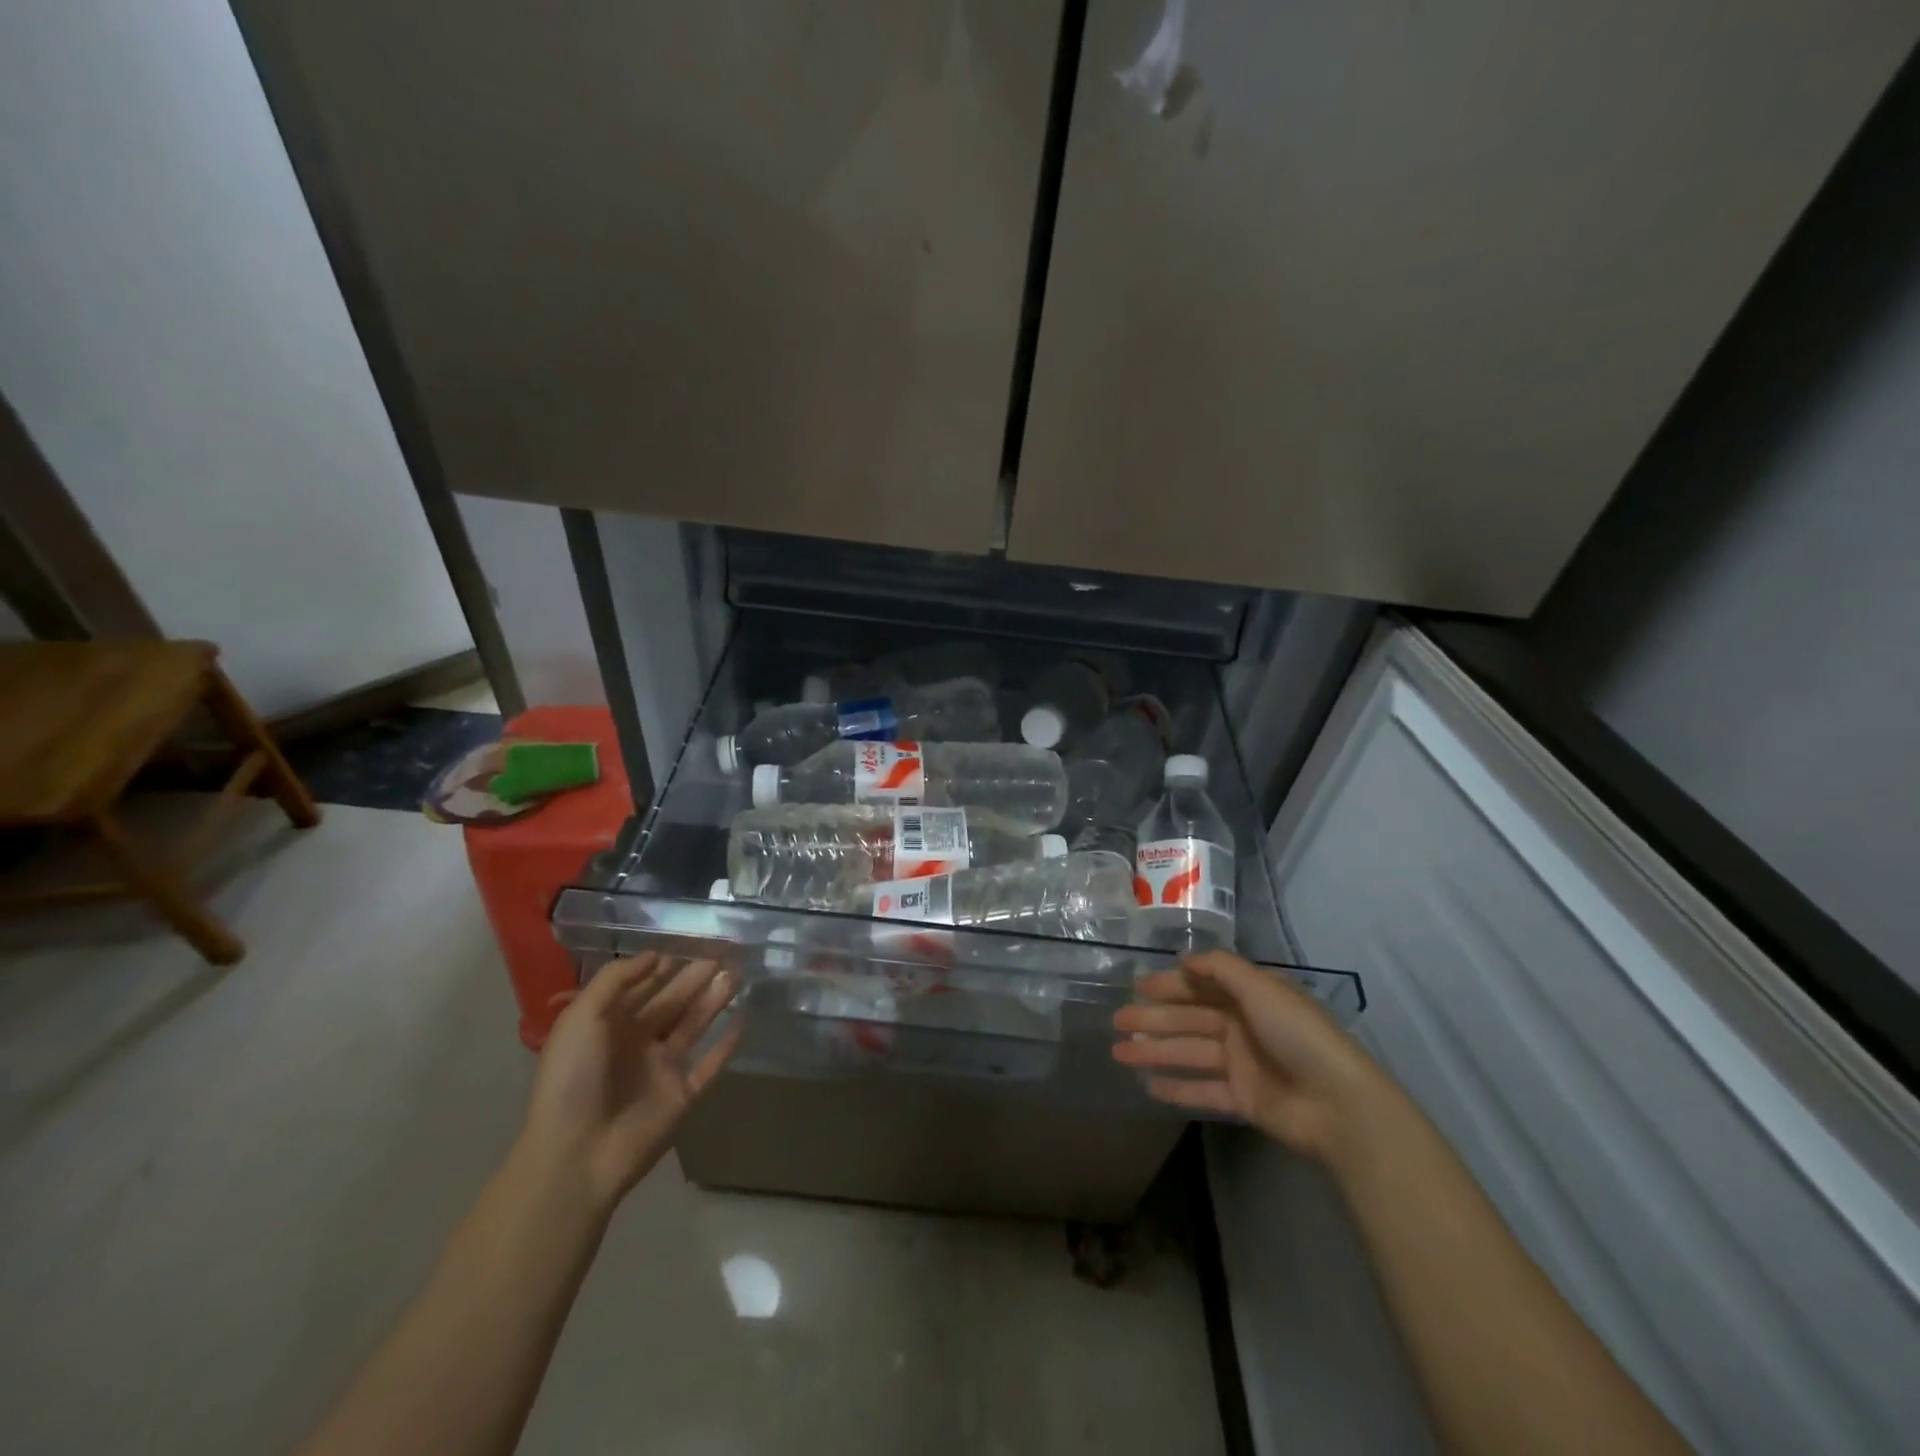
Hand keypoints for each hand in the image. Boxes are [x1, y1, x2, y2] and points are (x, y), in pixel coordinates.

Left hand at [520, 953, 739, 1206]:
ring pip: (695, 1025)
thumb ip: (616, 980)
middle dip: (697, 975)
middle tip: (726, 951)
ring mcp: (662, 1069)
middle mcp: (638, 1042)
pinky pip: (710, 1064)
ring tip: (738, 974)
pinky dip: (727, 1045)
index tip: (694, 940)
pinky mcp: (683, 1095)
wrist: (576, 1154)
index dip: (667, 963)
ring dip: (715, 1000)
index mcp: (610, 1024)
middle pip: (674, 1001)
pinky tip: (744, 1020)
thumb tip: (657, 955)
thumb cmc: (573, 1078)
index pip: (644, 986)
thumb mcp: (581, 1017)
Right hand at [1112, 950, 1382, 1161]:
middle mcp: (1243, 1026)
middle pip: (1189, 1019)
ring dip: (1155, 1052)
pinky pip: (1203, 1090)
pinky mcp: (1243, 1099)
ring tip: (1119, 1054)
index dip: (1169, 985)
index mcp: (1250, 997)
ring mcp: (1242, 1064)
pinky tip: (1148, 1086)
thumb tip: (1185, 959)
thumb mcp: (1261, 988)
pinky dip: (1177, 1088)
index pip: (1201, 986)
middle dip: (1152, 1019)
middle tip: (1116, 1022)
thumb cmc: (1298, 1035)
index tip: (1137, 986)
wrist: (1339, 1104)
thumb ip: (1221, 969)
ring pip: (1189, 1053)